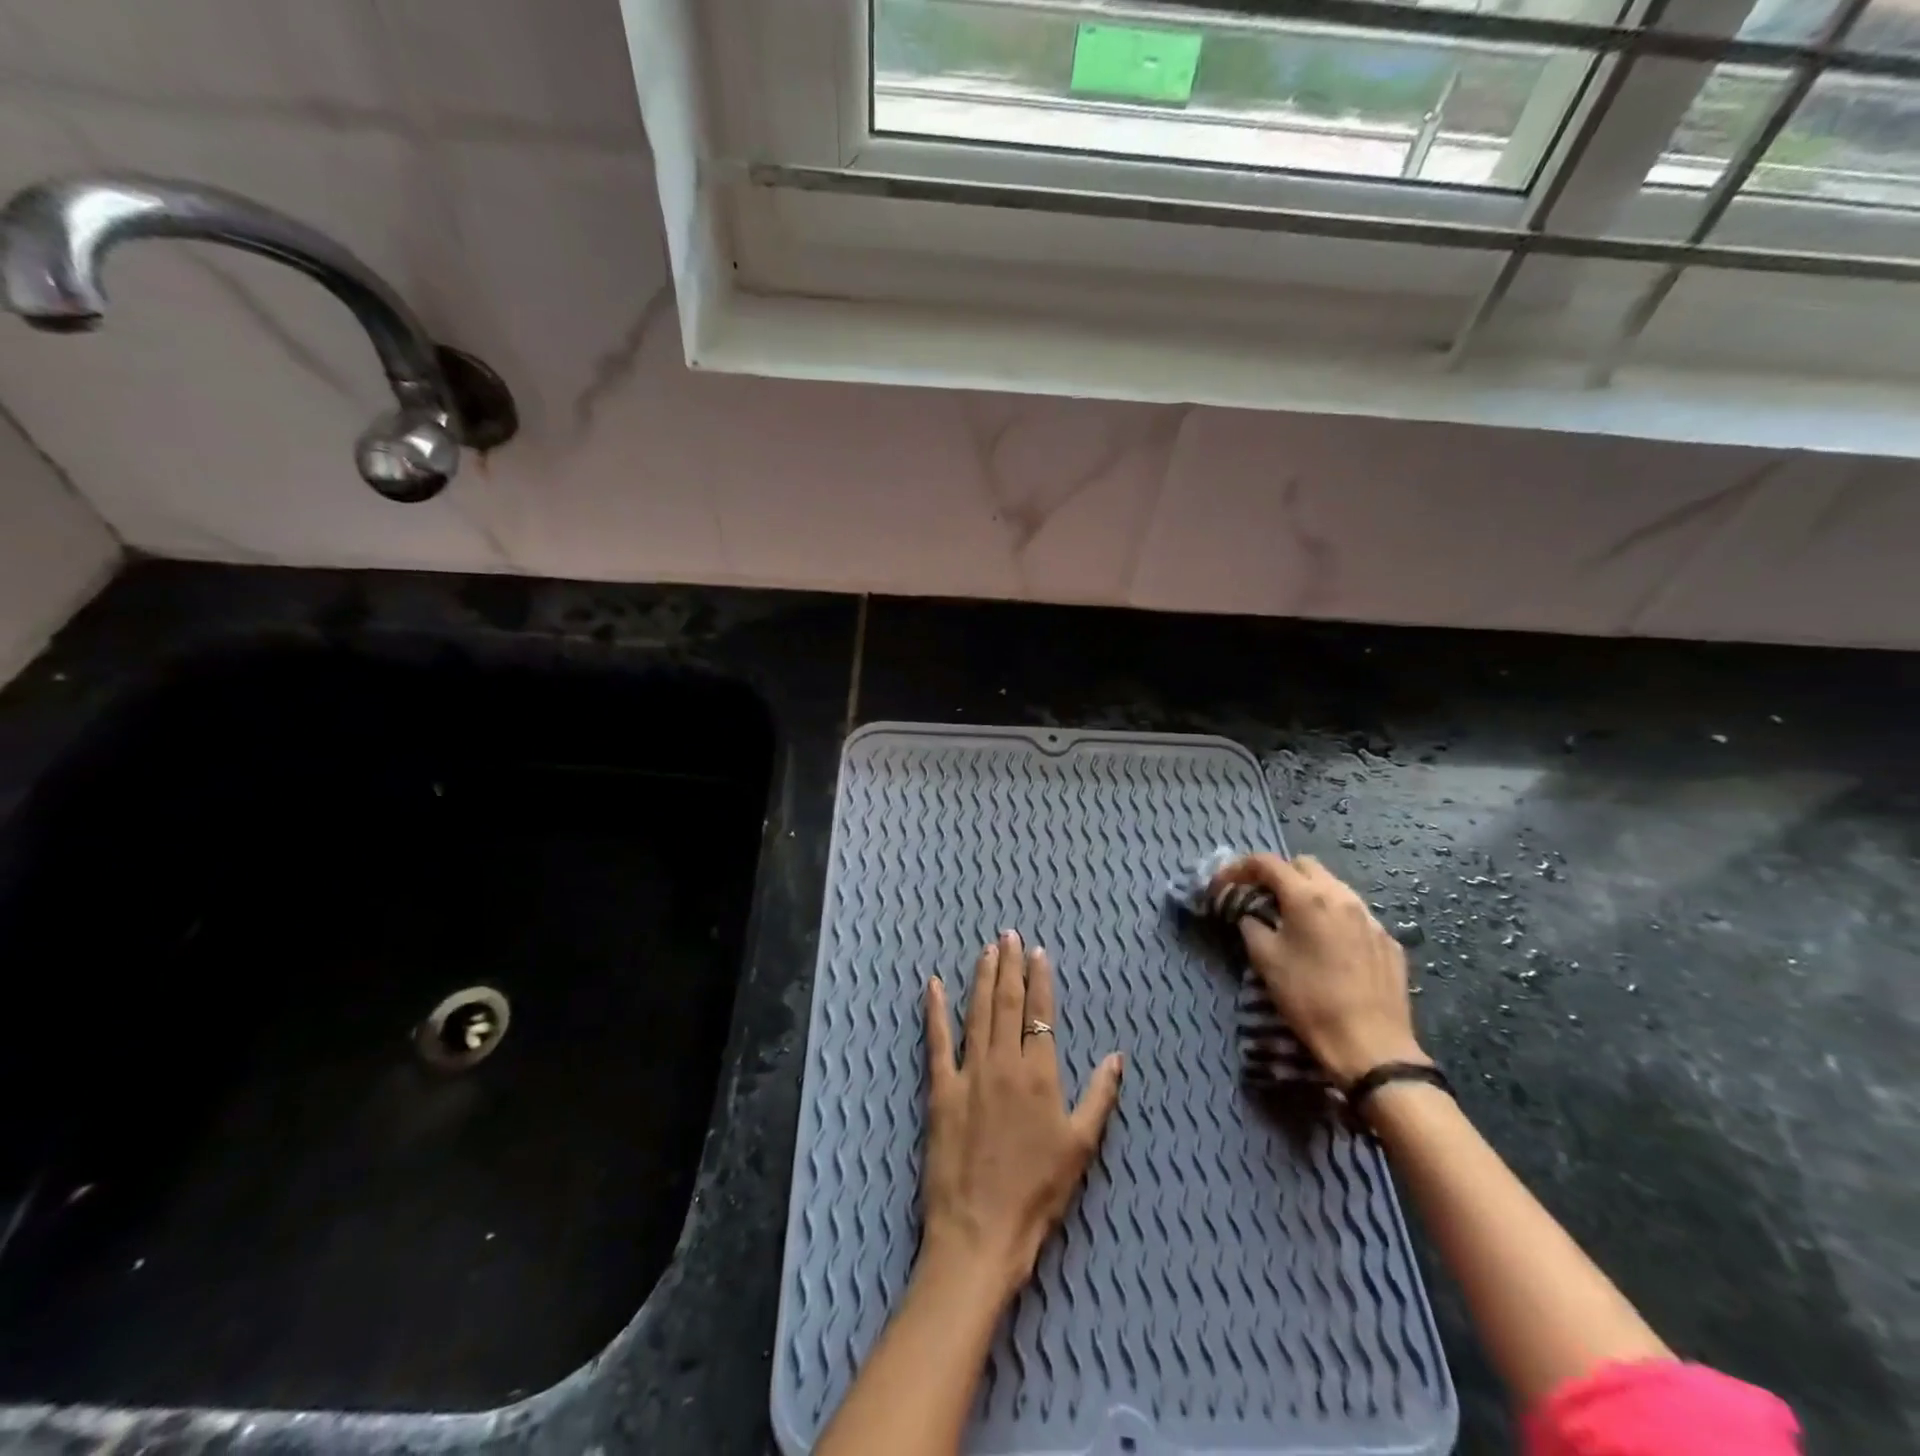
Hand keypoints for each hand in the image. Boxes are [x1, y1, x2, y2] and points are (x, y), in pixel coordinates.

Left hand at [919, 931, 1124, 1306]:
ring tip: (986, 950)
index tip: (1039, 953)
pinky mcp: (940, 1090)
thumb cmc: (1038, 1193)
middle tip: (1009, 935)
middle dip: (1010, 966)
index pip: (1041, 1014)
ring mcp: (969, 1073)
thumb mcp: (1081, 1147)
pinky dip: (934, 1011)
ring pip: (977, 1012)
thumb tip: (1117, 1056)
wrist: (981, 1232)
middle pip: (1007, 1003)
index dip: (1040, 980)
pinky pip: (937, 1042)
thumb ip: (1100, 1096)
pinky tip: (932, 985)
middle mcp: (1004, 1062)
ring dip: (981, 978)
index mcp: (1040, 1074)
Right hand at [1211, 854, 1427, 1088]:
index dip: (1239, 868)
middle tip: (1261, 898)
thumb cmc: (1309, 999)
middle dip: (1278, 874)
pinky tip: (1328, 945)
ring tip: (1295, 920)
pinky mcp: (1388, 940)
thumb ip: (1252, 926)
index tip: (1224, 884)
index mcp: (1307, 897)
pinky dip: (1334, 918)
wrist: (1370, 1045)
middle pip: (1304, 865)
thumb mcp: (1265, 960)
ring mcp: (1370, 917)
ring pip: (1334, 886)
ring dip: (1309, 893)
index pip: (1267, 863)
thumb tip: (1251, 915)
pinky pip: (1356, 914)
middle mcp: (1342, 897)